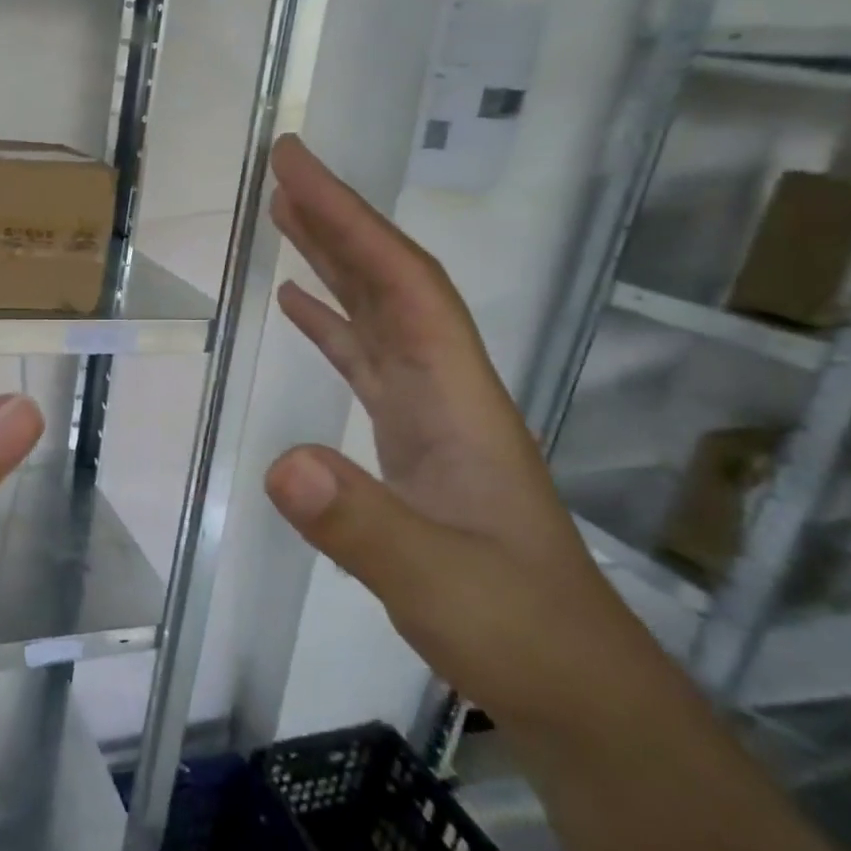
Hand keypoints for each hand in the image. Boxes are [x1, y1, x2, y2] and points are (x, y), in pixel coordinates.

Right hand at [261, 135, 662, 737]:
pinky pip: (364, 362)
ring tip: (283, 218)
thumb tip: (281, 462)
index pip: (401, 284)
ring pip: (376, 316)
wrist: (569, 682)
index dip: (349, 220)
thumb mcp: (435, 580)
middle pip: (390, 283)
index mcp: (456, 396)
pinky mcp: (410, 443)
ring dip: (332, 262)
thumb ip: (361, 524)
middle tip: (282, 170)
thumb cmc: (514, 626)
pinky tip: (300, 307)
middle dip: (337, 221)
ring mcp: (428, 416)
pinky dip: (330, 324)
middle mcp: (444, 389)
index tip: (296, 168)